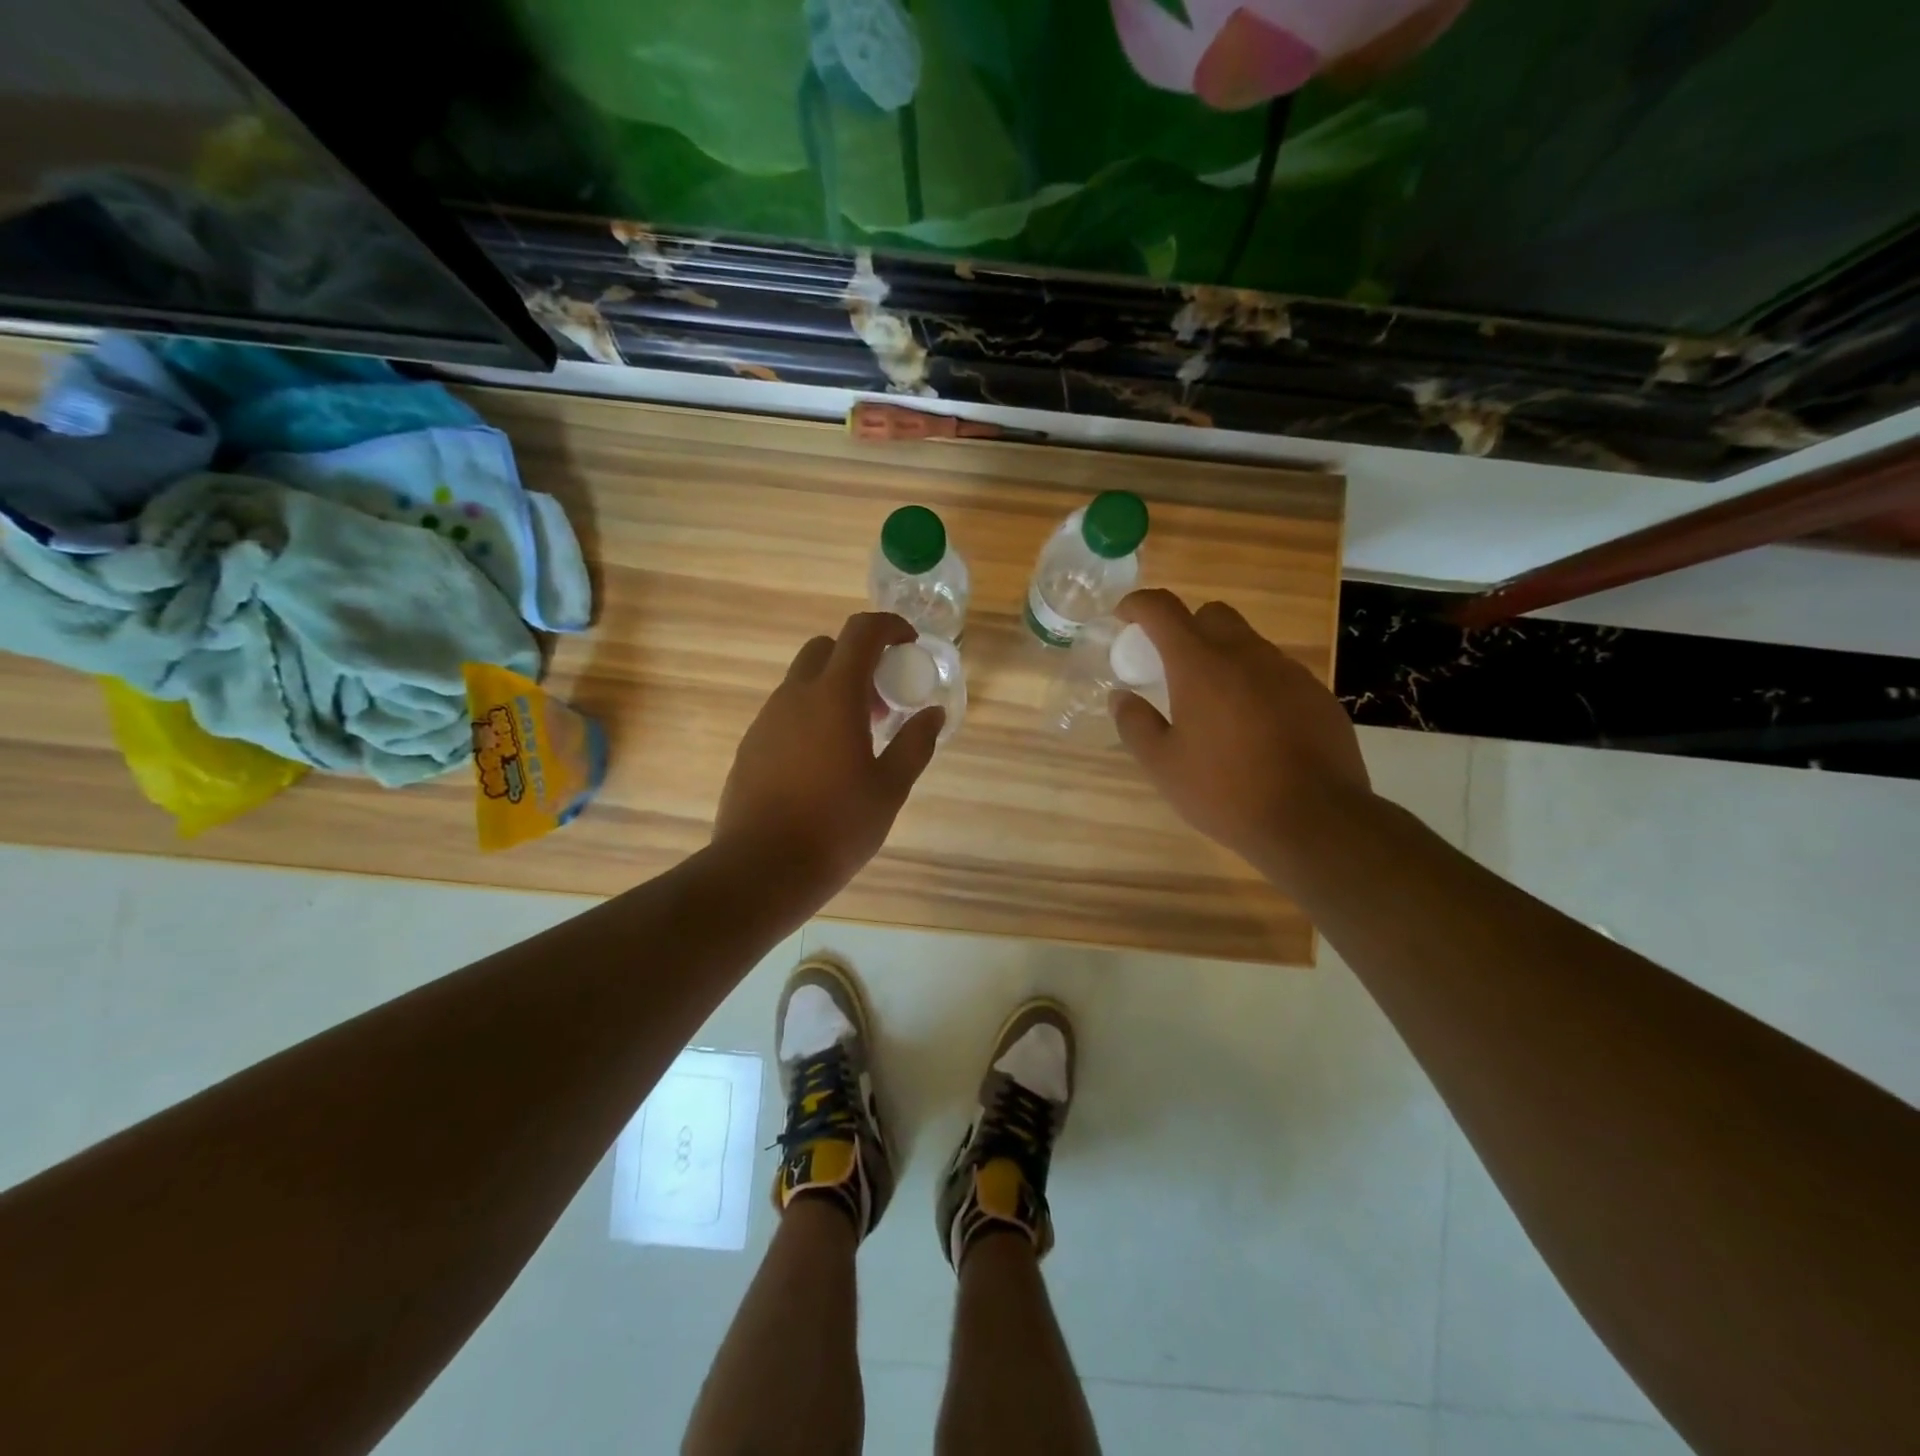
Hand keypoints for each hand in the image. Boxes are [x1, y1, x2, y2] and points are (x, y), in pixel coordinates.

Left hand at [713, 612, 942, 908]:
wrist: (763, 868)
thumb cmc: (837, 826)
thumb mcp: (890, 787)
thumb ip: (915, 743)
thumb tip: (933, 714)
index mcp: (834, 696)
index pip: (861, 632)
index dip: (889, 626)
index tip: (909, 645)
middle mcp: (795, 696)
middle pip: (826, 649)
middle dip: (858, 659)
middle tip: (882, 700)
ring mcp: (766, 720)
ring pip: (803, 682)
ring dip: (834, 690)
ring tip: (857, 738)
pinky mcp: (751, 745)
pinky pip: (786, 712)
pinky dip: (811, 716)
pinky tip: (823, 762)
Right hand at [1112, 588, 1370, 885]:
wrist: (1314, 820)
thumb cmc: (1225, 791)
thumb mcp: (1163, 765)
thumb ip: (1135, 724)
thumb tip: (1121, 697)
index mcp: (1201, 665)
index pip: (1163, 610)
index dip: (1138, 605)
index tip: (1125, 617)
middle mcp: (1247, 655)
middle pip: (1212, 615)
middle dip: (1186, 627)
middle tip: (1172, 667)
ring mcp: (1288, 672)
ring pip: (1249, 644)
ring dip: (1224, 658)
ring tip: (1214, 706)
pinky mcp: (1317, 695)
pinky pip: (1278, 673)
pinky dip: (1256, 684)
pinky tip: (1254, 727)